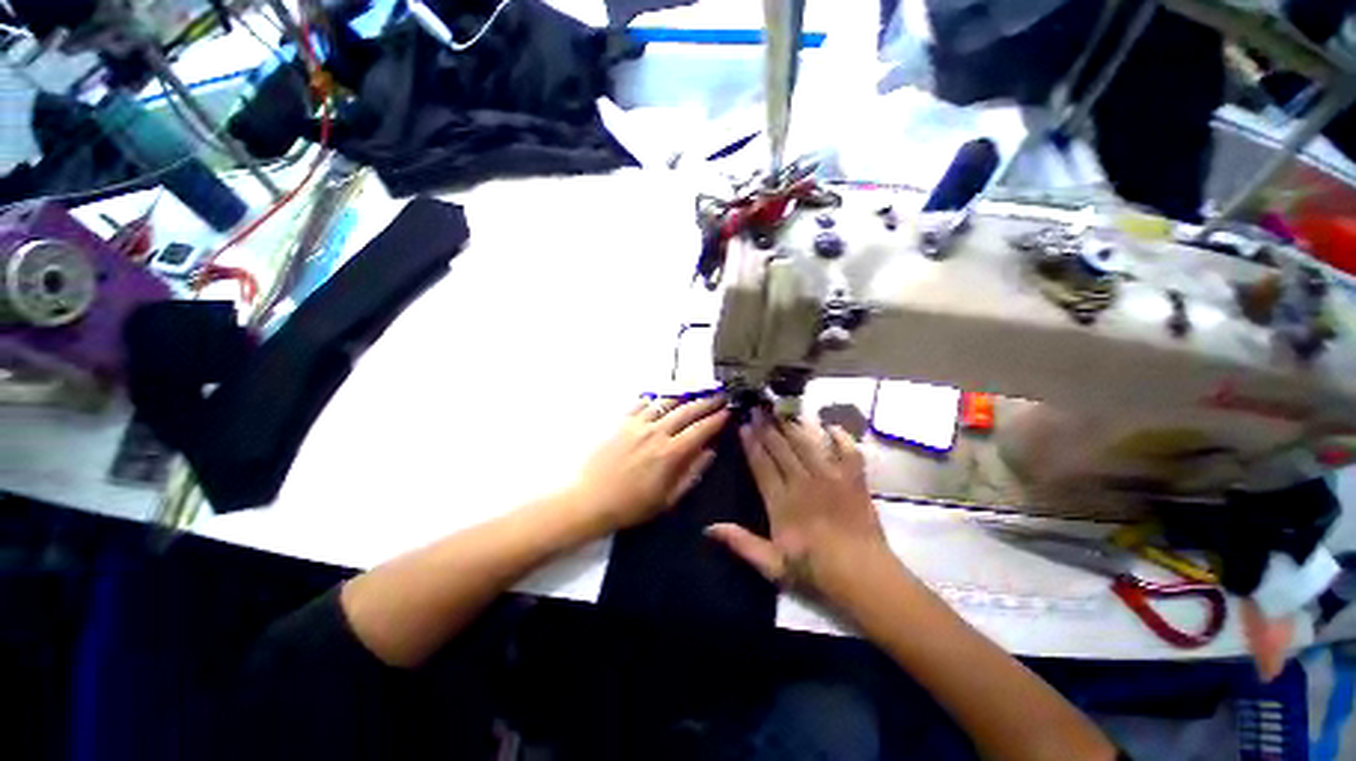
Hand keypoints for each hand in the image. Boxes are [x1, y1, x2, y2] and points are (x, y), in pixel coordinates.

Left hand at [569, 395, 728, 533]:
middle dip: (706, 402)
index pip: (700, 430)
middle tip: (719, 395)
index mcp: (671, 453)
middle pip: (687, 411)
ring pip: (666, 402)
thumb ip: (692, 473)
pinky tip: (661, 397)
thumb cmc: (632, 505)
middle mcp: (657, 432)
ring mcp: (638, 424)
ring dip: (684, 394)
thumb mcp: (668, 498)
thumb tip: (710, 452)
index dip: (716, 419)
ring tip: (696, 389)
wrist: (591, 499)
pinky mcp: (622, 422)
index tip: (727, 411)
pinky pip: (641, 403)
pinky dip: (655, 398)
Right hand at [706, 411, 890, 598]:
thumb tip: (708, 528)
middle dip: (767, 426)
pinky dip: (840, 436)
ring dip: (793, 425)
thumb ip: (740, 543)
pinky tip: (830, 426)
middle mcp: (803, 482)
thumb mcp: (771, 564)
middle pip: (781, 448)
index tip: (743, 424)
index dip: (751, 443)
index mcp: (781, 501)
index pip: (761, 464)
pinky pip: (848, 450)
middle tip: (758, 407)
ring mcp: (831, 477)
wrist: (864, 578)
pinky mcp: (854, 479)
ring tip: (782, 409)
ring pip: (807, 443)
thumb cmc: (815, 571)